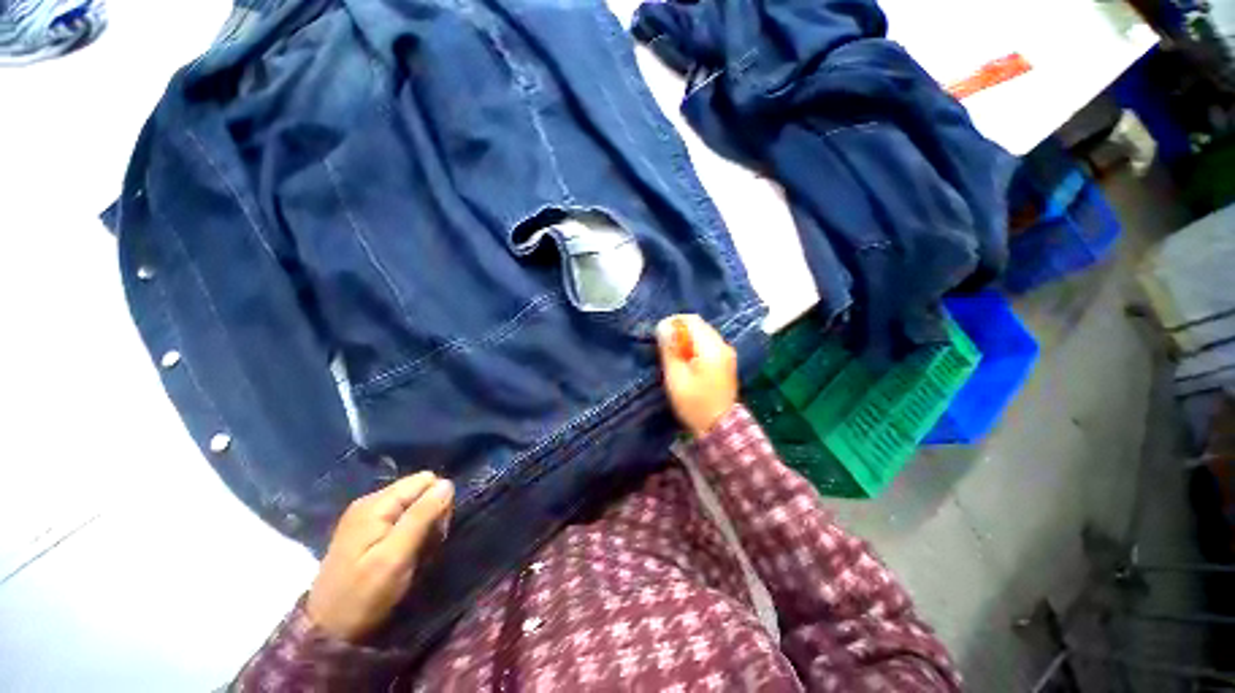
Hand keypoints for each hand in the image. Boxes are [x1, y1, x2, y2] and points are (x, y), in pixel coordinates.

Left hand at [306, 472, 454, 641]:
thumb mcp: (395, 557)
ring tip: (416, 553)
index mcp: (376, 504)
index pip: (425, 480)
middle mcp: (371, 502)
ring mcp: (367, 517)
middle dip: (432, 514)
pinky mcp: (367, 531)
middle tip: (425, 546)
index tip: (435, 532)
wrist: (327, 632)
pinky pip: (403, 518)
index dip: (438, 502)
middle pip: (420, 490)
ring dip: (423, 527)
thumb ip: (421, 517)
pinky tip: (405, 554)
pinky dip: (411, 534)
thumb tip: (447, 483)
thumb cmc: (363, 596)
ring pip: (414, 505)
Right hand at [656, 314, 738, 436]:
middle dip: (680, 331)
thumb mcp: (676, 376)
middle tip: (664, 347)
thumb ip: (670, 349)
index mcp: (712, 348)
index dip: (673, 322)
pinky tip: (686, 362)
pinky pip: (708, 345)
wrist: (719, 427)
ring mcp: (727, 354)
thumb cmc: (694, 403)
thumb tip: (663, 326)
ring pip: (703, 335)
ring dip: (687, 340)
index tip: (660, 334)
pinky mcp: (726, 362)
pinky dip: (695, 347)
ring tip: (674, 355)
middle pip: (699, 326)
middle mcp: (723, 346)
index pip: (692, 320)